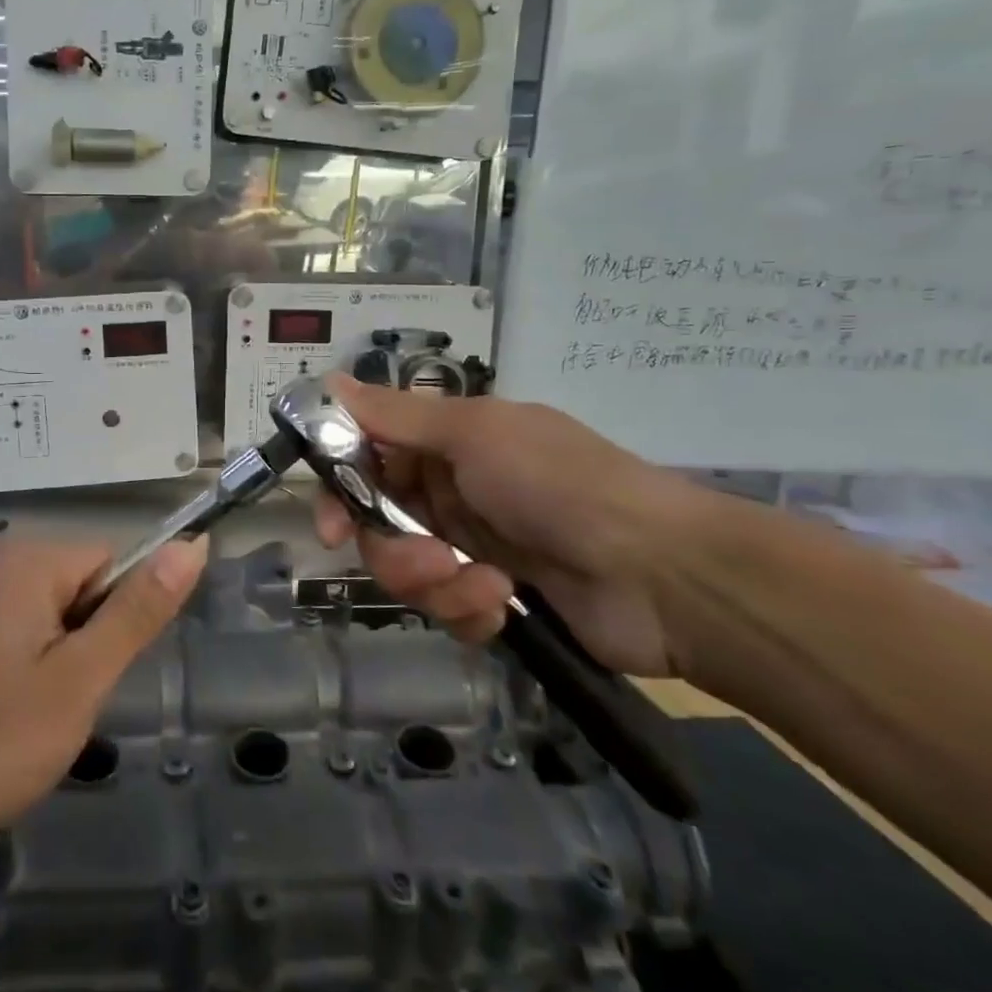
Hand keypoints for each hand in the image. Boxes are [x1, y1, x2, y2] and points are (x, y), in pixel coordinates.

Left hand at [0, 533, 206, 859]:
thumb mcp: (78, 682)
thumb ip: (138, 612)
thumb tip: (193, 546)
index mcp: (29, 559)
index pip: (112, 566)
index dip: (112, 626)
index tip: (87, 680)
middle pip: (78, 588)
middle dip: (80, 646)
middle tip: (53, 707)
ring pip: (45, 615)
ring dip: (50, 662)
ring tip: (20, 719)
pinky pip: (7, 629)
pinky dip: (13, 668)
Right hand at [312, 373, 708, 675]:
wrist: (662, 574)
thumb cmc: (559, 484)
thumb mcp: (475, 434)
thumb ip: (396, 416)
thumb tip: (329, 382)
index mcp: (445, 443)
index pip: (366, 459)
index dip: (341, 490)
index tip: (331, 525)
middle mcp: (451, 490)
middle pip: (378, 523)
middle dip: (393, 548)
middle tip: (426, 559)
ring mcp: (471, 546)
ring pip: (407, 570)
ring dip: (434, 583)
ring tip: (484, 586)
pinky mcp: (492, 598)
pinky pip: (445, 608)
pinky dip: (467, 608)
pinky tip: (503, 603)